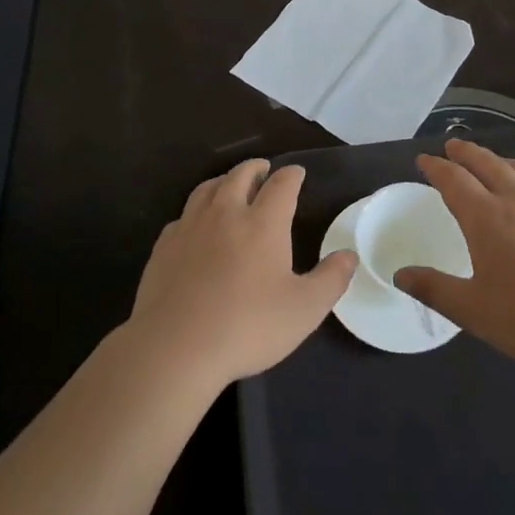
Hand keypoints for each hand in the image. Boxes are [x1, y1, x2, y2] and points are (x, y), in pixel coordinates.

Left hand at [127, 159, 356, 392]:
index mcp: (263, 223)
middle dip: (255, 168)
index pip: (281, 185)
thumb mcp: (304, 309)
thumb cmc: (248, 326)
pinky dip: (196, 210)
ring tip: (229, 184)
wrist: (175, 346)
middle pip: (240, 176)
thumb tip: (349, 255)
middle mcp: (225, 213)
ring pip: (207, 189)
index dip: (291, 175)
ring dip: (223, 181)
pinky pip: (183, 216)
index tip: (297, 173)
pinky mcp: (164, 246)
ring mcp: (190, 227)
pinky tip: (196, 224)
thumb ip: (331, 279)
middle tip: (263, 169)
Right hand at [395, 138, 514, 370]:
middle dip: (466, 152)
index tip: (424, 160)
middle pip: (487, 163)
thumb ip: (434, 290)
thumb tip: (400, 275)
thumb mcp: (473, 310)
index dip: (436, 167)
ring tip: (492, 162)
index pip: (454, 180)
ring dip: (499, 160)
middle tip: (452, 146)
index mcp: (486, 217)